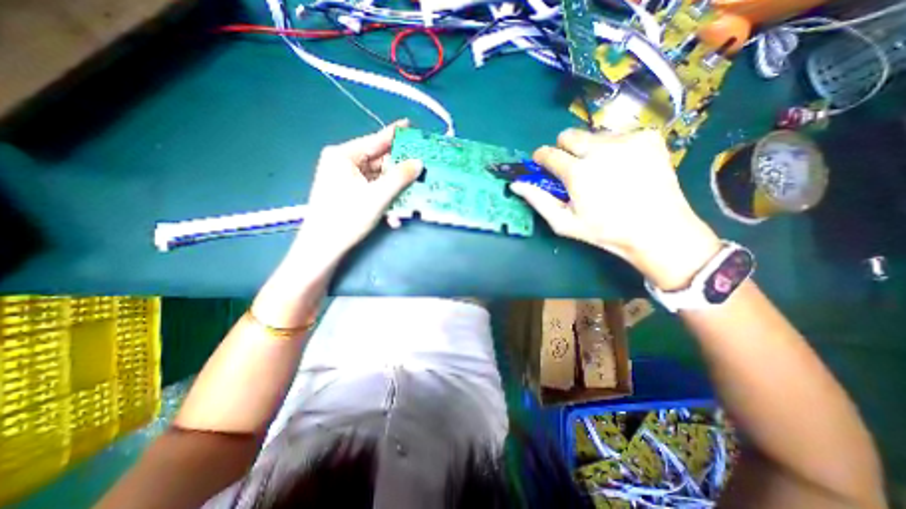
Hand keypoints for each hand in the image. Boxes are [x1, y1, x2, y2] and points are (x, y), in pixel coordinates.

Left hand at [299, 118, 425, 254]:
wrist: (323, 247)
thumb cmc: (347, 217)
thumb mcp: (378, 196)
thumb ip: (400, 177)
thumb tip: (419, 163)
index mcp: (344, 155)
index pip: (375, 140)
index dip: (395, 134)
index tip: (412, 126)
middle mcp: (343, 163)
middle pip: (378, 161)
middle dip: (399, 170)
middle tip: (421, 168)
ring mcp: (345, 179)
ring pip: (377, 178)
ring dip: (394, 190)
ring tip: (412, 196)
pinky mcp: (348, 193)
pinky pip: (372, 190)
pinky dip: (384, 199)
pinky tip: (394, 215)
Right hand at [517, 127, 721, 289]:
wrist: (657, 230)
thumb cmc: (605, 231)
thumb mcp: (565, 223)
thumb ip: (538, 200)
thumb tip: (516, 184)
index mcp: (578, 172)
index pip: (548, 153)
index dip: (541, 158)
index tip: (543, 165)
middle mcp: (600, 149)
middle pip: (569, 135)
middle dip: (564, 149)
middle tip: (573, 169)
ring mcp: (627, 140)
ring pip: (593, 134)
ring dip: (589, 149)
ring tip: (602, 171)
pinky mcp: (648, 137)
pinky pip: (619, 135)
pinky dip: (614, 148)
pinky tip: (624, 167)